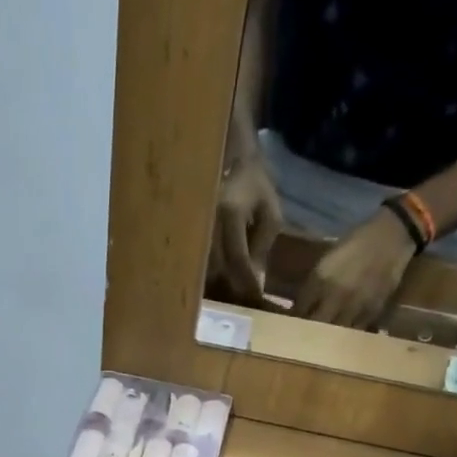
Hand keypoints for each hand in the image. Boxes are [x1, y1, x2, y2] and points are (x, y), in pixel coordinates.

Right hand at [207, 151, 283, 304]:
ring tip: (229, 294)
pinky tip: (216, 281)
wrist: (229, 155)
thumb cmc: (254, 184)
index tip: (254, 297)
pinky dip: (205, 274)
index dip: (246, 281)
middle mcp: (207, 218)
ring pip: (201, 267)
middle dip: (229, 287)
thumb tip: (255, 280)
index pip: (237, 257)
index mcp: (230, 211)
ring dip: (216, 284)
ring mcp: (193, 223)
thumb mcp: (269, 212)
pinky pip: (194, 259)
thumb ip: (263, 245)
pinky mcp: (186, 228)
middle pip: (215, 267)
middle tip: (241, 301)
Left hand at [293, 210, 415, 327]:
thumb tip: (301, 305)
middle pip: (315, 324)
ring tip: (323, 342)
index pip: (300, 309)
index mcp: (321, 278)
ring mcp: (355, 305)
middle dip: (308, 331)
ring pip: (335, 332)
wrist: (393, 236)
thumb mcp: (328, 258)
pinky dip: (348, 335)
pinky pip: (355, 330)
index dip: (294, 318)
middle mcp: (336, 295)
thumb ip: (314, 282)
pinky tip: (344, 336)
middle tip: (304, 337)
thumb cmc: (357, 242)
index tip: (291, 324)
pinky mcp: (372, 311)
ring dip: (327, 337)